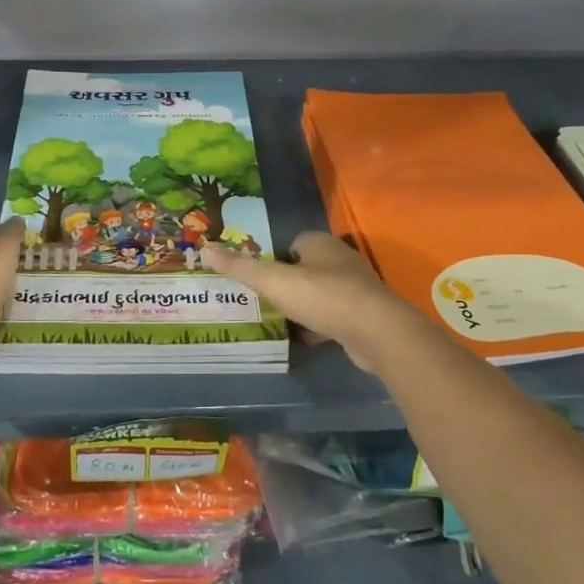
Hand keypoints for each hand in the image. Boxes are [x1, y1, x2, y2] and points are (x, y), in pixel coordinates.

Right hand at [203, 231, 421, 372]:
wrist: (376, 331)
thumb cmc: (323, 297)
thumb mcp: (274, 281)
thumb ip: (242, 267)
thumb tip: (207, 249)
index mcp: (320, 243)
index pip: (292, 243)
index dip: (274, 258)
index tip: (258, 277)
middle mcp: (340, 259)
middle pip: (306, 268)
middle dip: (288, 283)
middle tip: (264, 301)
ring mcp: (355, 288)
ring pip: (320, 294)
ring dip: (304, 306)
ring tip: (279, 322)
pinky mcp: (364, 315)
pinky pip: (334, 316)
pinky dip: (319, 326)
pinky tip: (304, 340)